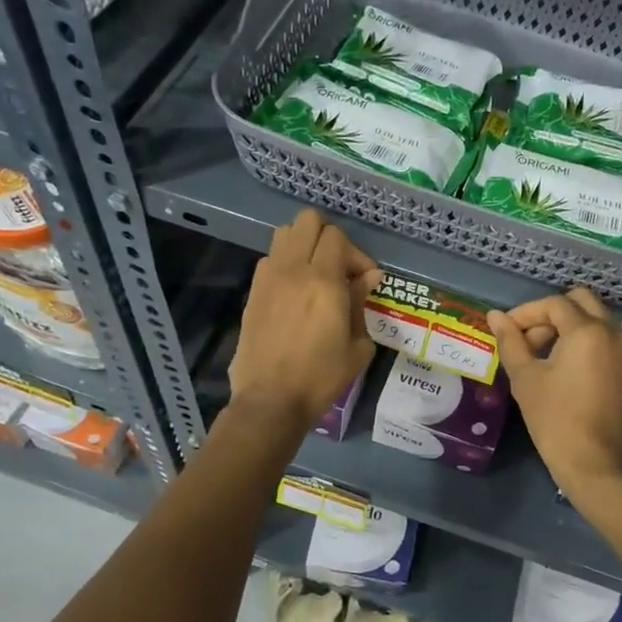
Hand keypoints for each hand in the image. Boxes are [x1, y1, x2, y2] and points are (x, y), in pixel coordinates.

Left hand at [230, 210, 380, 432]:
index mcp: (324, 281)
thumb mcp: (357, 345)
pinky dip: (286, 263)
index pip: (338, 237)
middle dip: (329, 238)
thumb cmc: (321, 377)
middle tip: (340, 268)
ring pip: (285, 233)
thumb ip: (361, 303)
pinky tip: (295, 291)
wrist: (271, 400)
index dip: (356, 254)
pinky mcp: (253, 292)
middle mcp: (294, 270)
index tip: (365, 281)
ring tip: (316, 273)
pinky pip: (271, 259)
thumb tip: (368, 277)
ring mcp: (268, 279)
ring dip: (304, 245)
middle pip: (308, 221)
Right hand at [489, 287, 621, 508]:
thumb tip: (495, 316)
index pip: (554, 304)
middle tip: (529, 340)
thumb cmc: (556, 421)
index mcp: (588, 331)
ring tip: (543, 357)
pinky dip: (586, 343)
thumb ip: (511, 341)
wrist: (598, 466)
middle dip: (551, 314)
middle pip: (581, 303)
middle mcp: (615, 333)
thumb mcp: (526, 379)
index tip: (507, 331)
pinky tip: (566, 371)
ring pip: (597, 321)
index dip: (525, 313)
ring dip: (569, 327)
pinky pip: (608, 342)